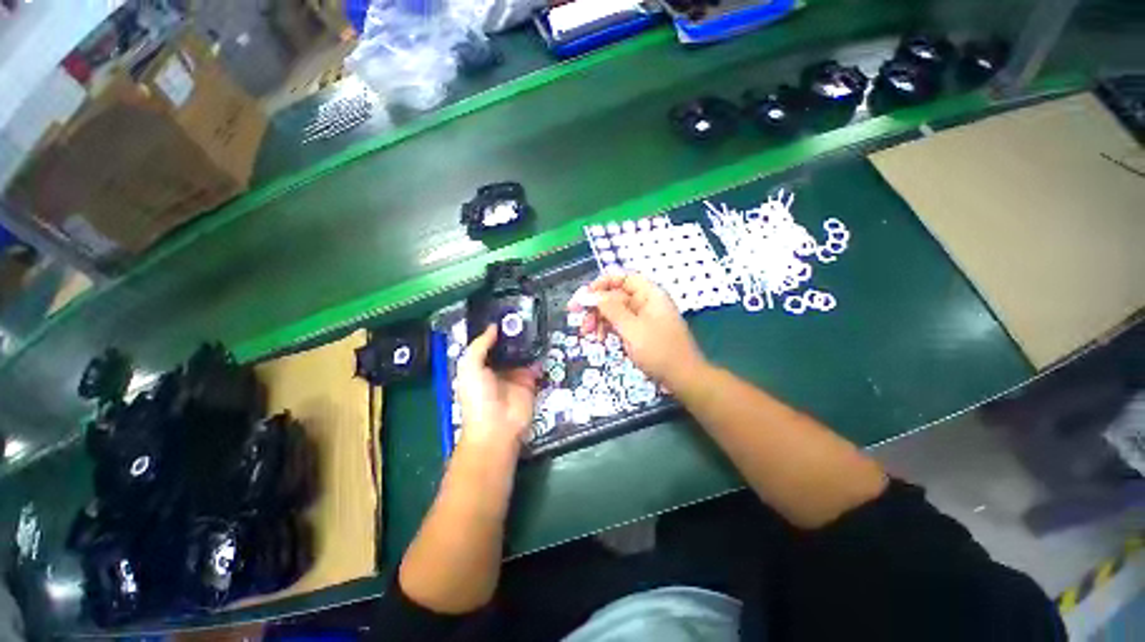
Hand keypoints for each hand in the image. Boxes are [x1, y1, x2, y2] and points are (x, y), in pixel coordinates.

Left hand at [455, 325, 539, 457]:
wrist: (498, 426)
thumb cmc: (478, 396)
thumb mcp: (470, 367)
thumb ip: (480, 345)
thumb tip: (493, 326)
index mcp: (480, 365)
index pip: (489, 344)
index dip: (495, 330)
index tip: (506, 312)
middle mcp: (498, 368)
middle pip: (507, 347)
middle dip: (515, 333)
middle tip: (525, 314)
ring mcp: (515, 374)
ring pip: (523, 354)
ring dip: (528, 342)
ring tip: (536, 322)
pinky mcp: (530, 381)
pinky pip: (536, 365)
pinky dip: (540, 355)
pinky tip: (544, 340)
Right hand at [569, 272, 707, 389]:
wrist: (683, 378)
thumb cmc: (659, 351)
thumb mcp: (631, 329)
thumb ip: (610, 309)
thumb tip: (588, 294)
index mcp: (649, 294)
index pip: (622, 278)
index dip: (601, 284)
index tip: (583, 297)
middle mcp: (646, 302)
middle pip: (615, 296)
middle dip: (596, 307)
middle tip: (580, 321)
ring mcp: (644, 318)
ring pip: (615, 312)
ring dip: (600, 320)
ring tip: (589, 335)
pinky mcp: (641, 332)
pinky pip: (621, 325)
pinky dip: (609, 330)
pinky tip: (601, 340)